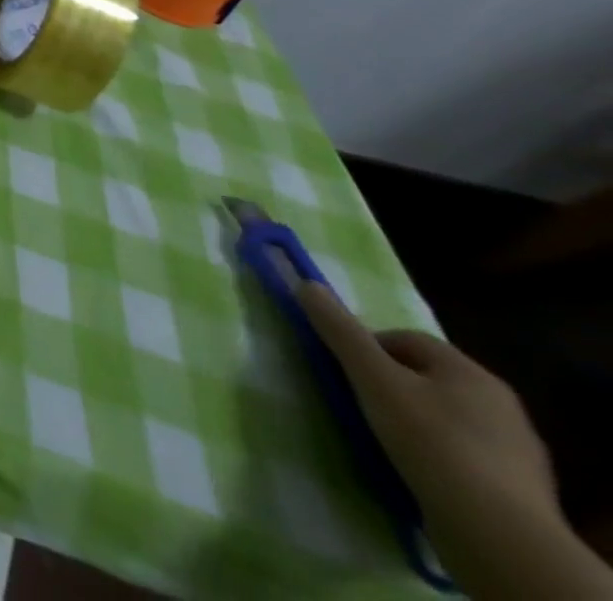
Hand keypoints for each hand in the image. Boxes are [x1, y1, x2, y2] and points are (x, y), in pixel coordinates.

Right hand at [298, 282, 553, 534]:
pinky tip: (415, 471)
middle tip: (359, 401)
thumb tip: (307, 284)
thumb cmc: (431, 441)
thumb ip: (339, 330)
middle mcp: (501, 405)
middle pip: (426, 378)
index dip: (368, 347)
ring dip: (412, 422)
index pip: (407, 339)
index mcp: (472, 373)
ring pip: (444, 418)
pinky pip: (461, 456)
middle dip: (390, 385)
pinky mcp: (515, 491)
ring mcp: (514, 453)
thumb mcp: (373, 379)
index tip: (345, 370)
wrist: (500, 538)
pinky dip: (434, 456)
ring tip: (383, 439)